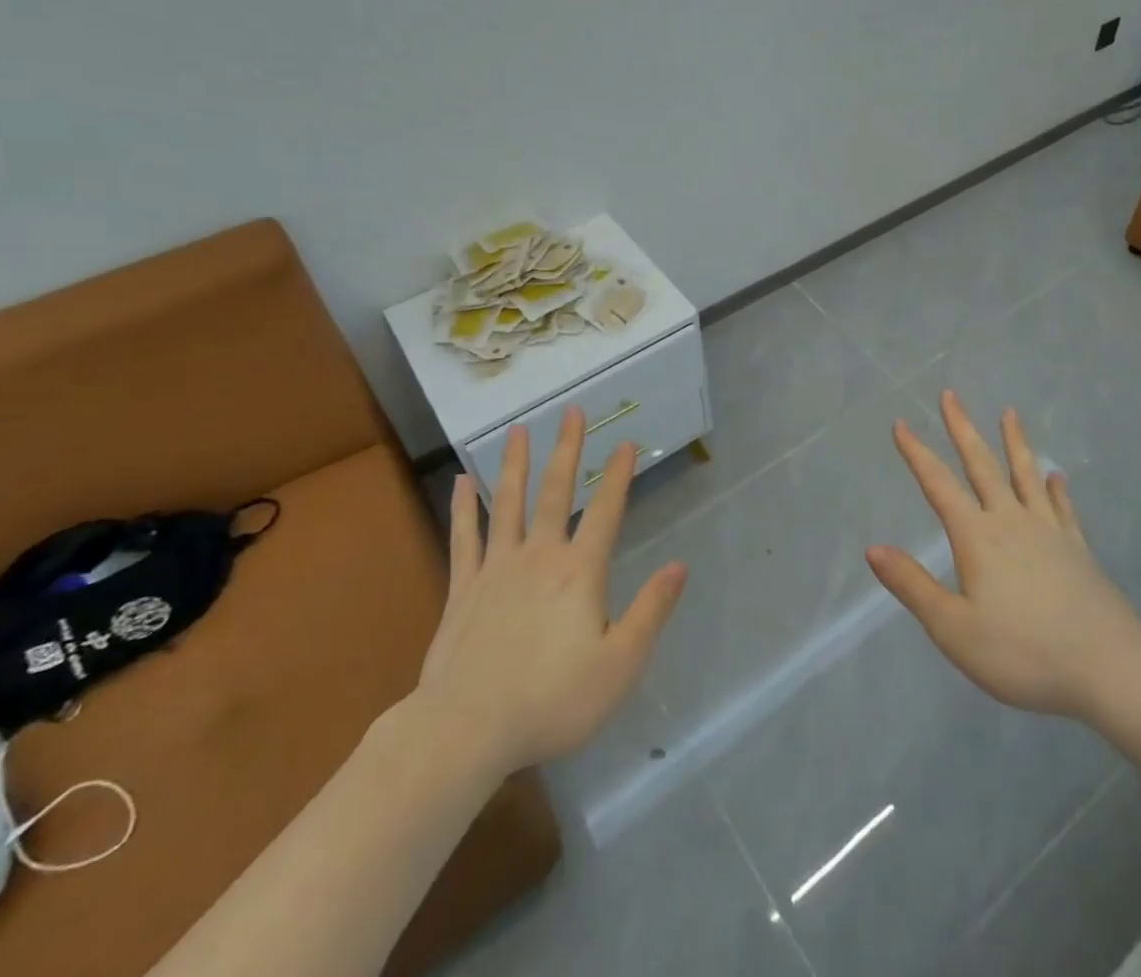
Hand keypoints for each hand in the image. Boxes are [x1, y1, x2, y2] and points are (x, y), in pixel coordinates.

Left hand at [401, 408, 686, 782]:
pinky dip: (463, 508)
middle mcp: (539, 556)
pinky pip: (464, 538)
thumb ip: (651, 611)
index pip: (606, 511)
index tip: (625, 441)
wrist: (466, 730)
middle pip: (556, 492)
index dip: (618, 475)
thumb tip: (679, 565)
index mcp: (579, 572)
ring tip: (518, 429)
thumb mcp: (619, 665)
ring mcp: (496, 568)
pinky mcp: (463, 588)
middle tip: (572, 410)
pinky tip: (461, 482)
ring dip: (515, 464)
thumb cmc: (552, 700)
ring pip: (508, 503)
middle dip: (567, 448)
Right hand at [866, 391, 1140, 723]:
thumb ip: (912, 586)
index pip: (938, 485)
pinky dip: (1056, 487)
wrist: (1109, 668)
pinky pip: (1063, 507)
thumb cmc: (1023, 652)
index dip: (917, 453)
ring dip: (1014, 442)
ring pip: (1026, 475)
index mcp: (977, 537)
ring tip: (1010, 413)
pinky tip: (1056, 476)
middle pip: (982, 465)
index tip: (900, 424)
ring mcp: (1049, 531)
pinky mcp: (1077, 549)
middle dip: (962, 429)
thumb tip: (873, 548)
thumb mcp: (954, 629)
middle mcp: (1011, 521)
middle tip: (951, 396)